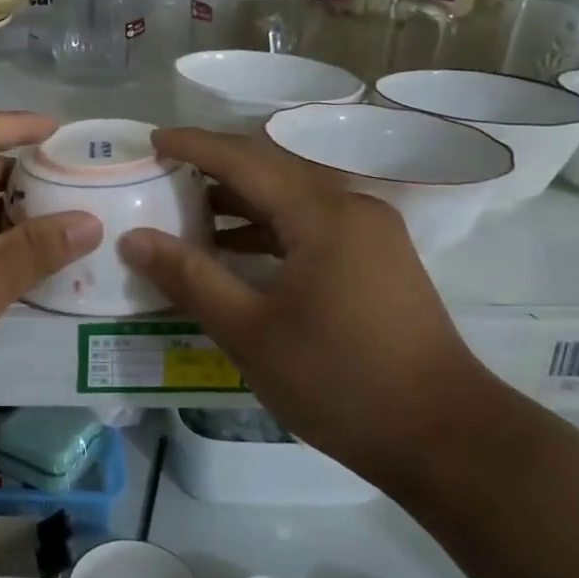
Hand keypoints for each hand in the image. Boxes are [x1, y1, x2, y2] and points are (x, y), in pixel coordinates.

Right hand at [116, 127, 493, 478]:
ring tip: (184, 214)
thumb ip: (189, 278)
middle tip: (160, 175)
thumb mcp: (250, 332)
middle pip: (270, 171)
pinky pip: (308, 226)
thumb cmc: (340, 380)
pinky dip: (266, 230)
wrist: (445, 438)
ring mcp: (369, 234)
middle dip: (213, 169)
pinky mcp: (376, 260)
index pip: (245, 160)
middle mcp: (351, 209)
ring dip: (238, 202)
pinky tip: (233, 252)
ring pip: (290, 199)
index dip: (194, 145)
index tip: (150, 140)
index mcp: (323, 215)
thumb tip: (133, 239)